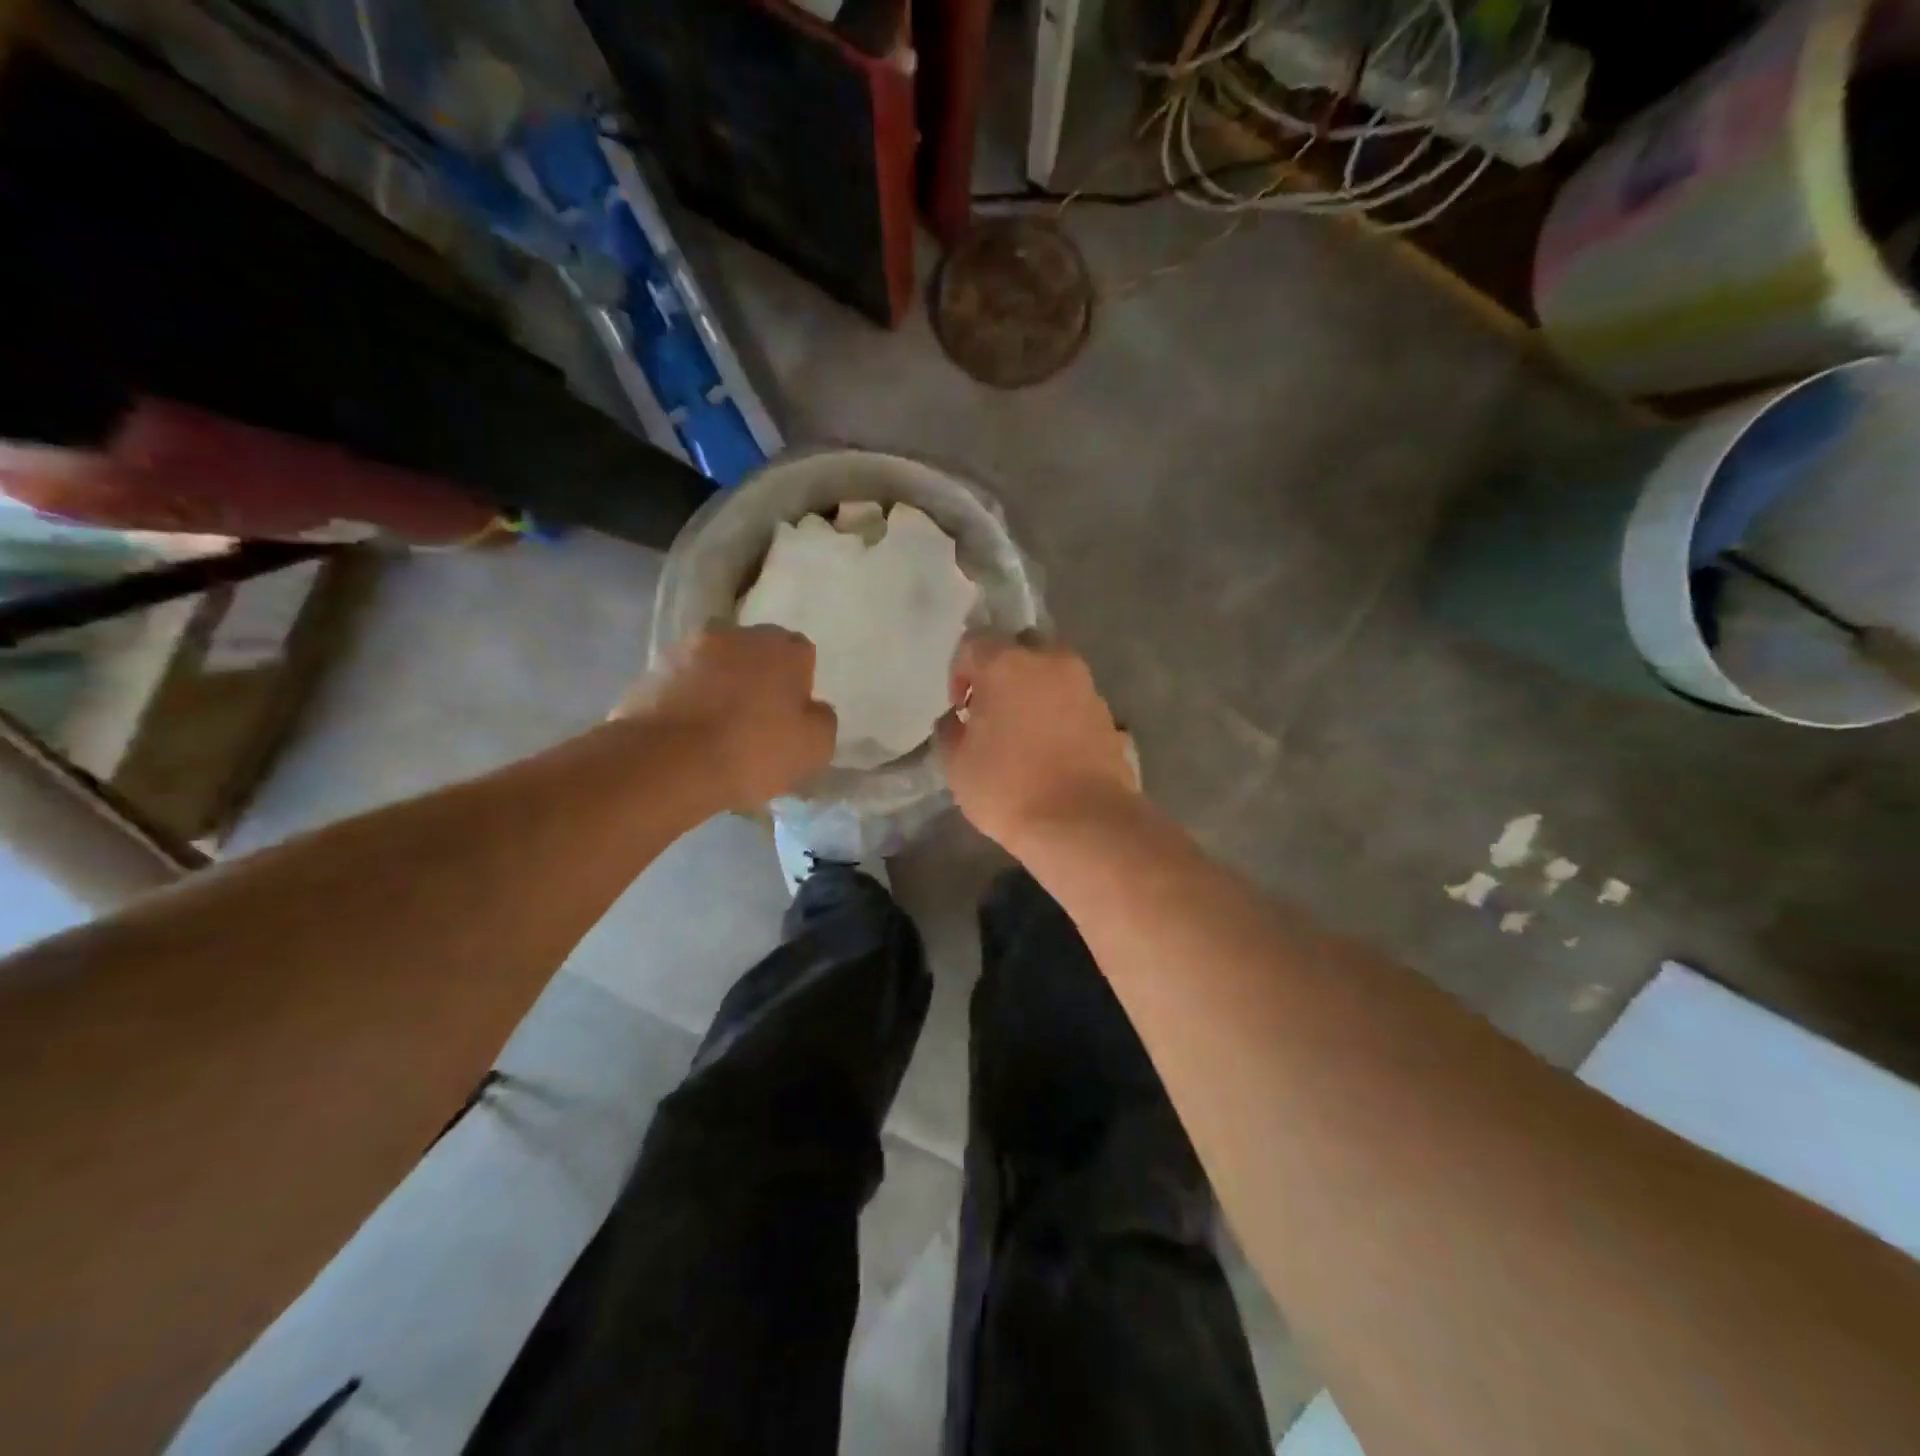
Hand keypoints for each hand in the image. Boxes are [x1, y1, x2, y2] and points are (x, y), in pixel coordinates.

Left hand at [615, 625, 836, 809]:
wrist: (667, 762)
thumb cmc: (753, 751)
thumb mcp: (815, 748)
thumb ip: (821, 719)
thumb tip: (812, 709)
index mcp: (782, 647)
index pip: (801, 654)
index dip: (798, 684)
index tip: (790, 716)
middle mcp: (736, 635)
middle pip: (756, 652)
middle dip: (758, 677)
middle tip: (756, 719)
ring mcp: (688, 649)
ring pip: (715, 664)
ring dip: (719, 685)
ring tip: (716, 729)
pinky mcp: (651, 671)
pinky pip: (681, 683)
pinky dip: (687, 700)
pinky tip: (687, 734)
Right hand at [936, 634, 1138, 851]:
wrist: (1084, 823)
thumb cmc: (1008, 789)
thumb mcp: (957, 765)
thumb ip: (951, 731)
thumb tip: (957, 719)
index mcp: (1006, 664)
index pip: (973, 643)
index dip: (960, 673)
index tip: (962, 709)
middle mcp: (1050, 661)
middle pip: (1020, 648)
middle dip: (1004, 671)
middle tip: (994, 711)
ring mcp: (1085, 685)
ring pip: (1052, 672)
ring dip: (1036, 691)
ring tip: (1026, 732)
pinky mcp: (1109, 713)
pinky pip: (1075, 700)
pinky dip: (1061, 713)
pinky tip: (1053, 748)